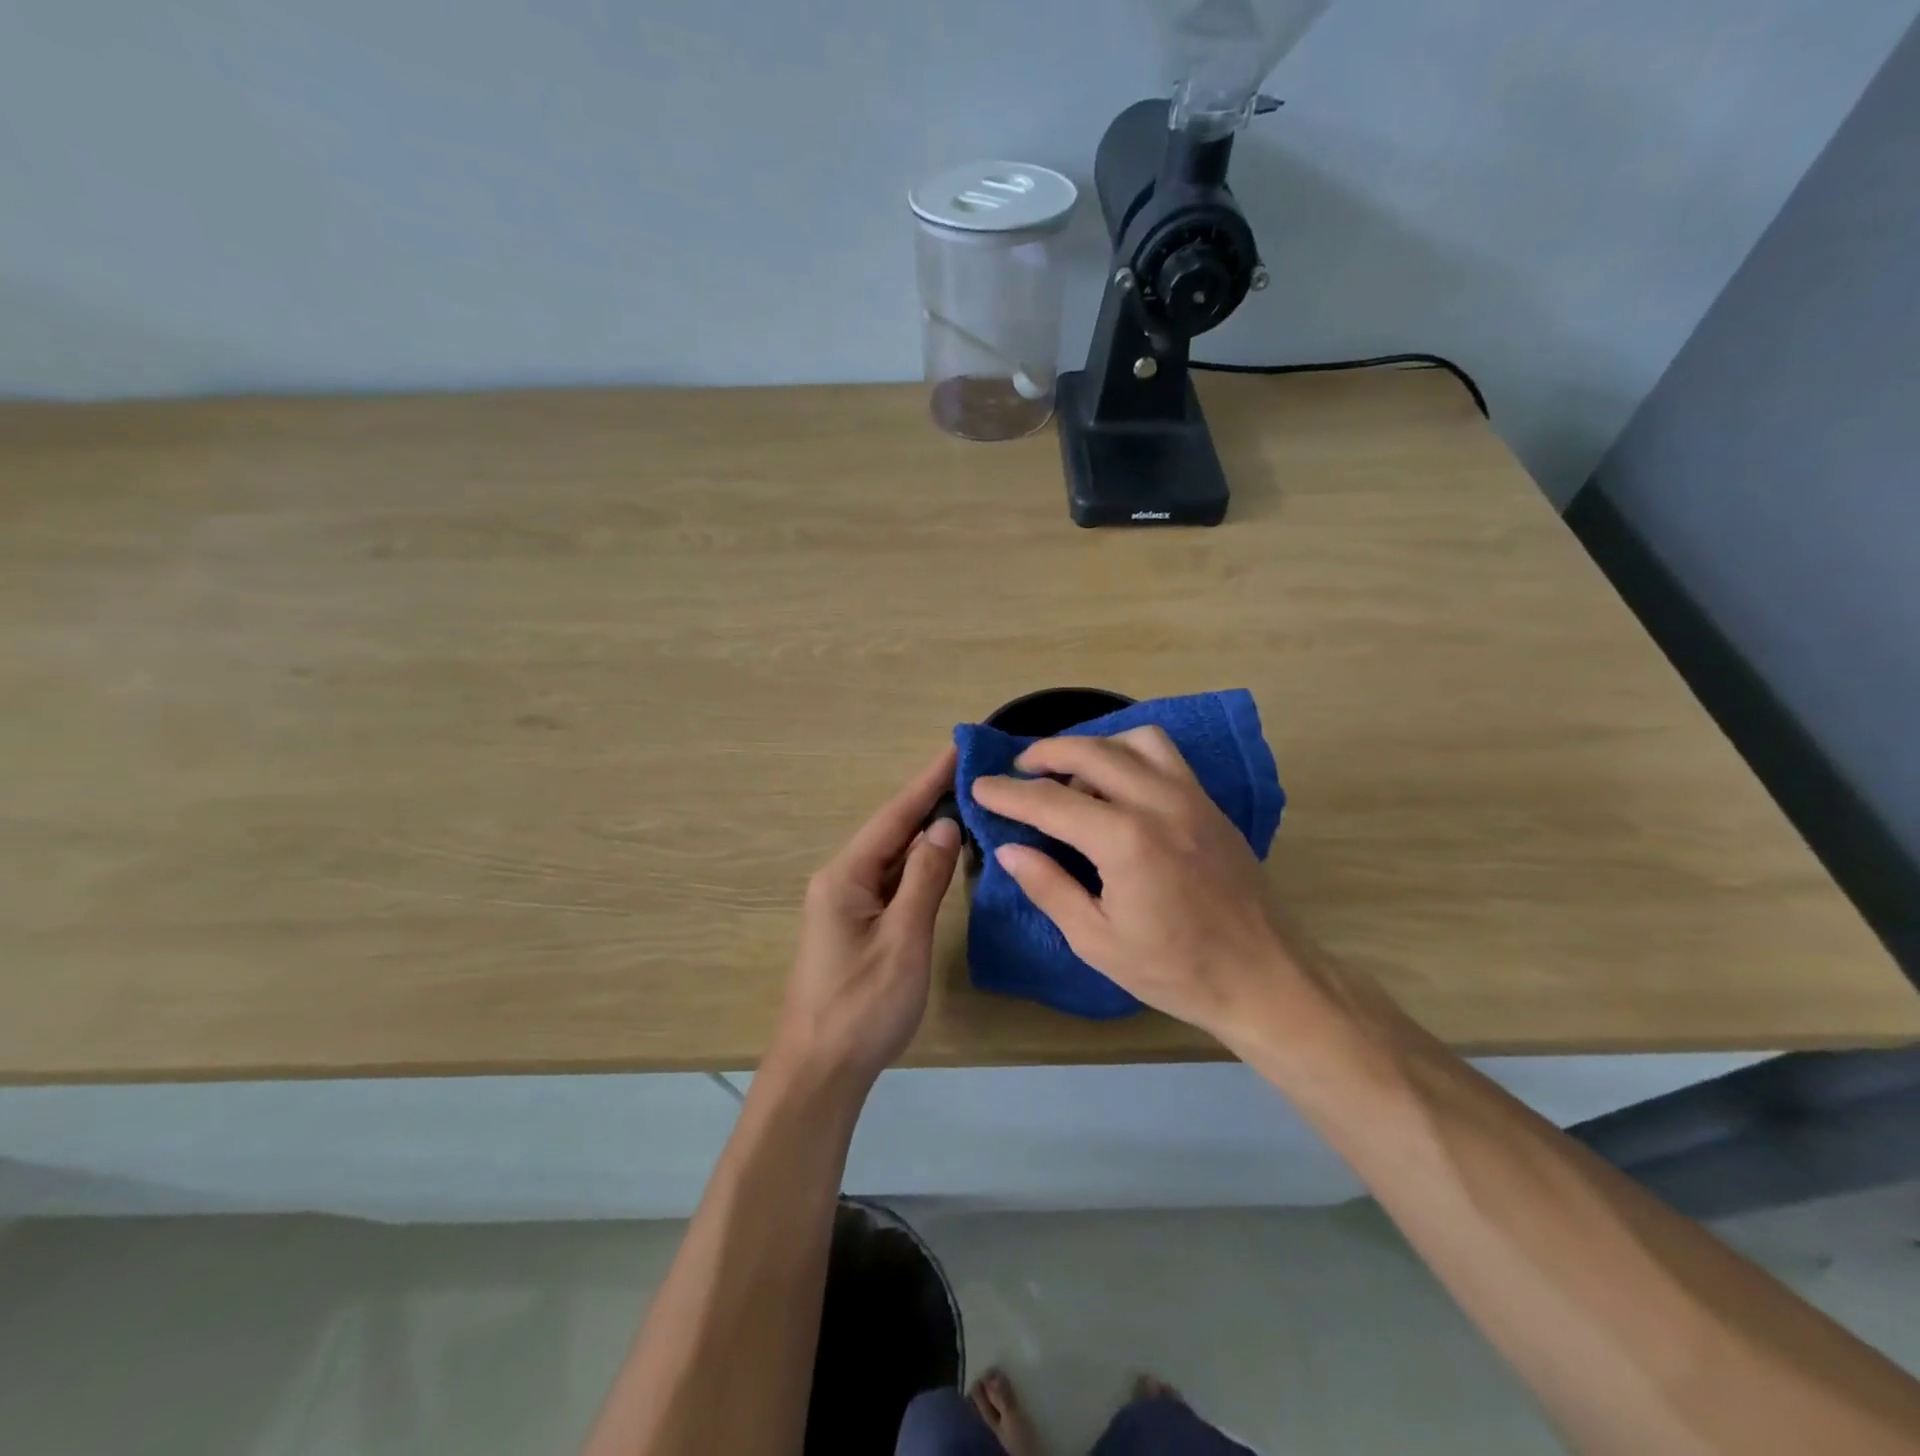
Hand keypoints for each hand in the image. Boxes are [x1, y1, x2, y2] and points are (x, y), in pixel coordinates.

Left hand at [772, 746, 962, 1090]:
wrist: (820, 1072)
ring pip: (893, 857)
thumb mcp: (902, 941)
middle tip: (975, 773)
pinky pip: (892, 882)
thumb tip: (943, 825)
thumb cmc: (862, 1007)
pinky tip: (943, 856)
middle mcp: (841, 880)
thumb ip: (923, 879)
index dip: (928, 779)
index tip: (959, 746)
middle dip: (931, 799)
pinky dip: (920, 865)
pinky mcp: (856, 926)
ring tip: (968, 802)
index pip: (895, 815)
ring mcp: (846, 904)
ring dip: (927, 831)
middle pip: (892, 830)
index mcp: (845, 876)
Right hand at [969, 728, 1296, 1042]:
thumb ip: (1049, 887)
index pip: (1050, 801)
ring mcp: (1191, 797)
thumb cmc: (1176, 970)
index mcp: (1126, 841)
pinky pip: (1165, 755)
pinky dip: (1130, 752)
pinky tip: (1118, 783)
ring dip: (1093, 746)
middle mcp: (1158, 803)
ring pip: (1134, 740)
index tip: (979, 787)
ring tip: (1072, 775)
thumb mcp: (1097, 941)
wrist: (1265, 977)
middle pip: (1090, 752)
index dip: (1008, 793)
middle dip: (1045, 753)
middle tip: (1018, 770)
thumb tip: (1009, 850)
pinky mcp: (1210, 803)